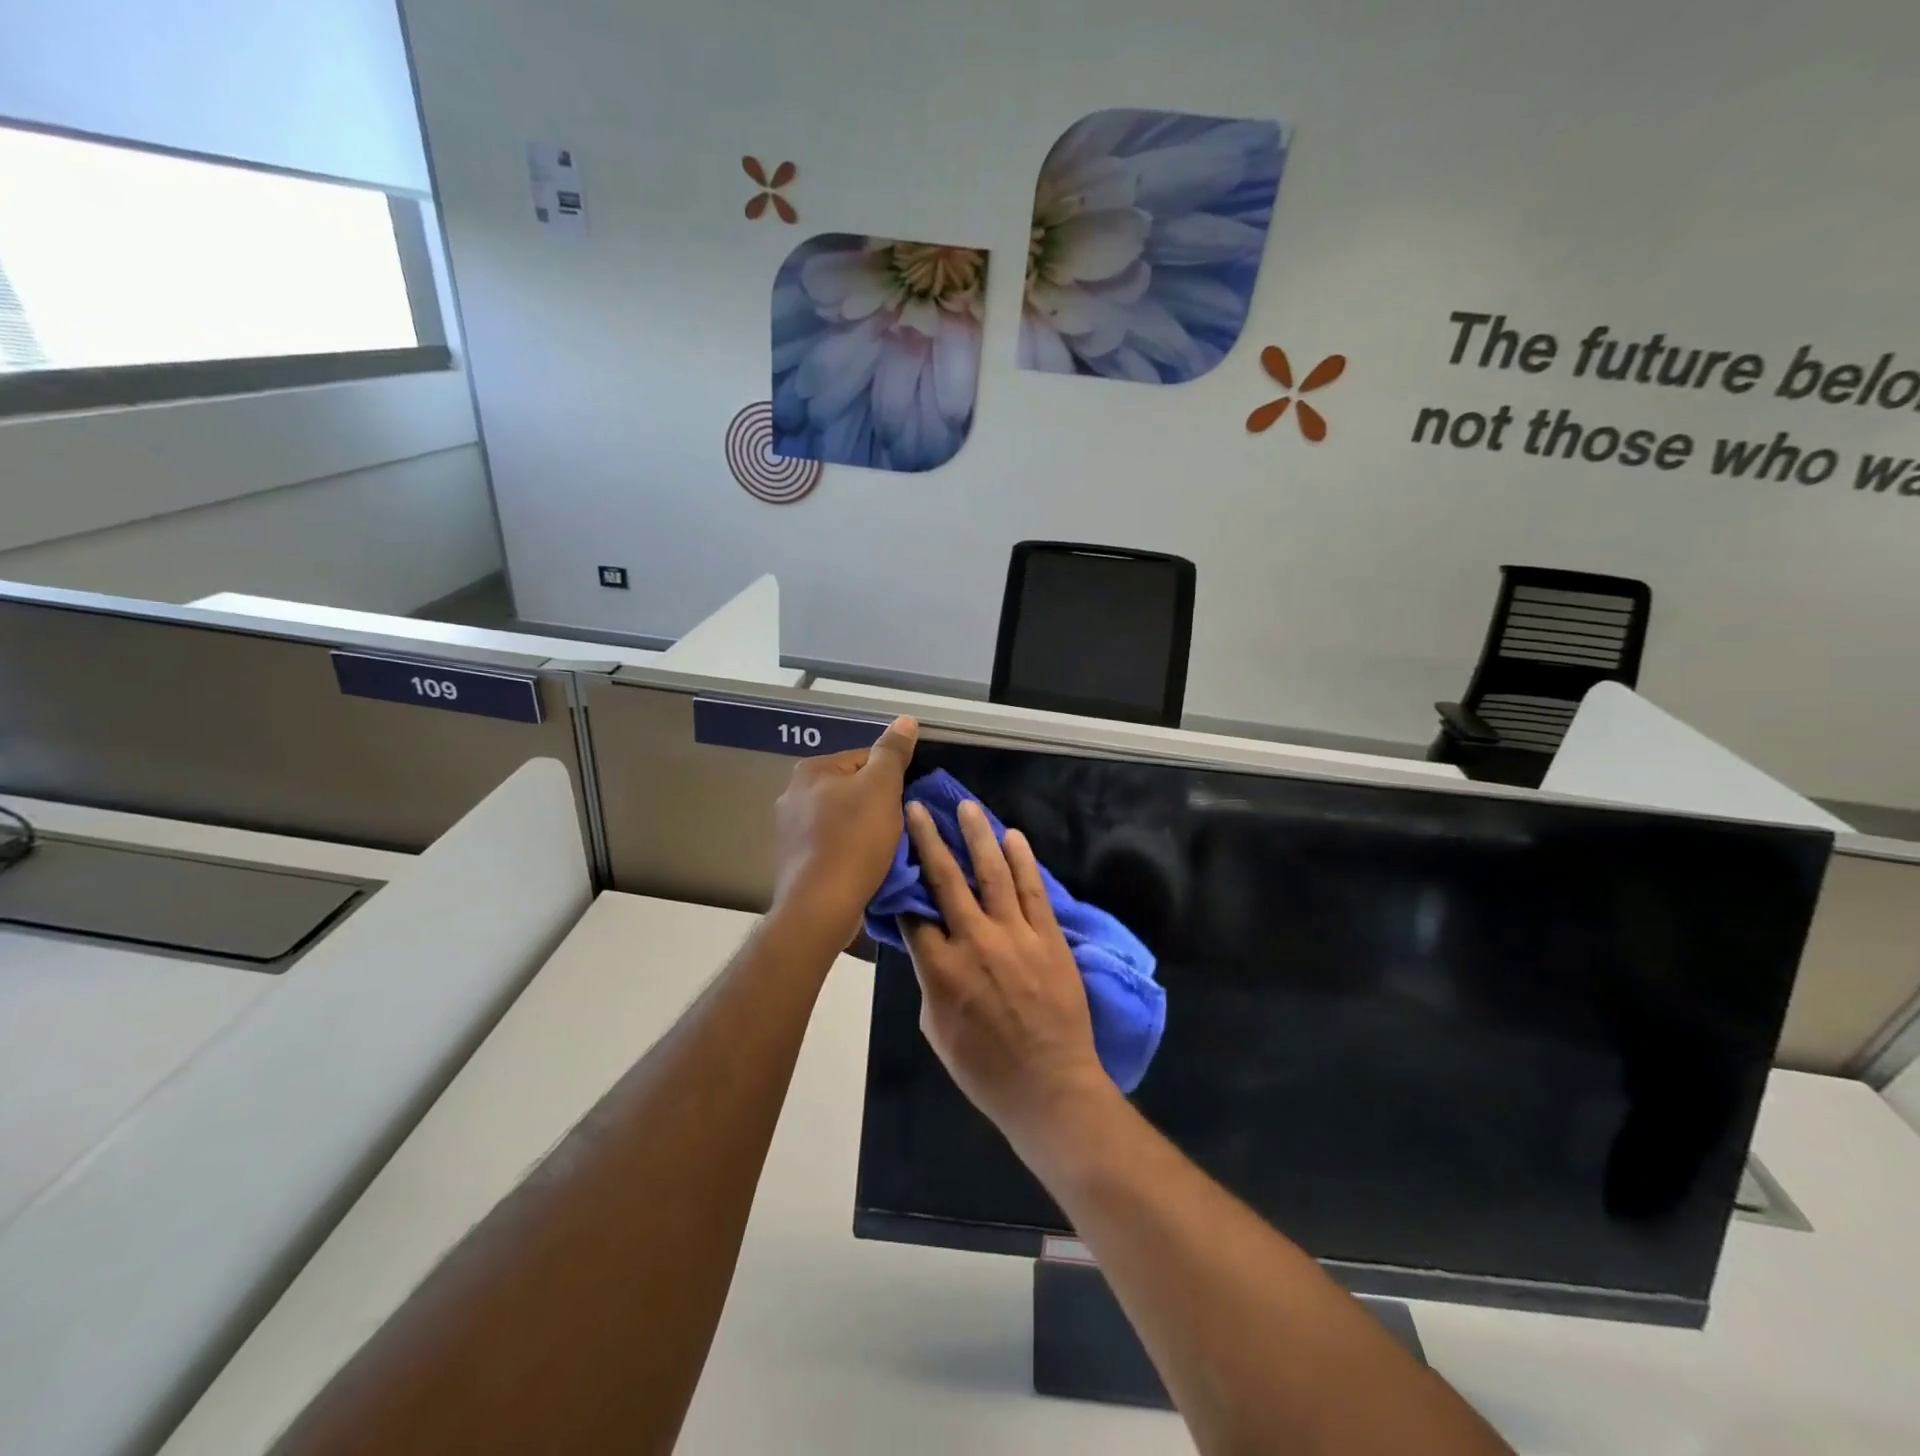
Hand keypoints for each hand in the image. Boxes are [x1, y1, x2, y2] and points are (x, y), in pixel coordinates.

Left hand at [770, 717, 916, 947]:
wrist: (821, 906)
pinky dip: (850, 853)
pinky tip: (864, 868)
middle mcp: (792, 795)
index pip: (864, 759)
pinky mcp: (795, 862)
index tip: (905, 803)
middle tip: (899, 827)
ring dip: (865, 831)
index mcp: (811, 770)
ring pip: (843, 820)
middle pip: (852, 790)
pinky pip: (832, 847)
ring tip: (885, 851)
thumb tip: (905, 719)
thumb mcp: (882, 788)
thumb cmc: (854, 840)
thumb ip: (893, 752)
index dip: (892, 779)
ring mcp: (790, 831)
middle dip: (877, 806)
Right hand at [901, 799, 1112, 1152]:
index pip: (914, 914)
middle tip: (918, 808)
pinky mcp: (1048, 936)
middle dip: (929, 839)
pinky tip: (1012, 837)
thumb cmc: (984, 1070)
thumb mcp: (936, 1030)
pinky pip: (1033, 890)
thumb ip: (930, 982)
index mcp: (939, 969)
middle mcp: (974, 941)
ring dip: (977, 836)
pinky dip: (1022, 861)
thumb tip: (930, 949)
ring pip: (992, 873)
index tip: (897, 862)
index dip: (902, 886)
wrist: (1050, 1087)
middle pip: (946, 879)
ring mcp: (1015, 935)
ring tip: (967, 807)